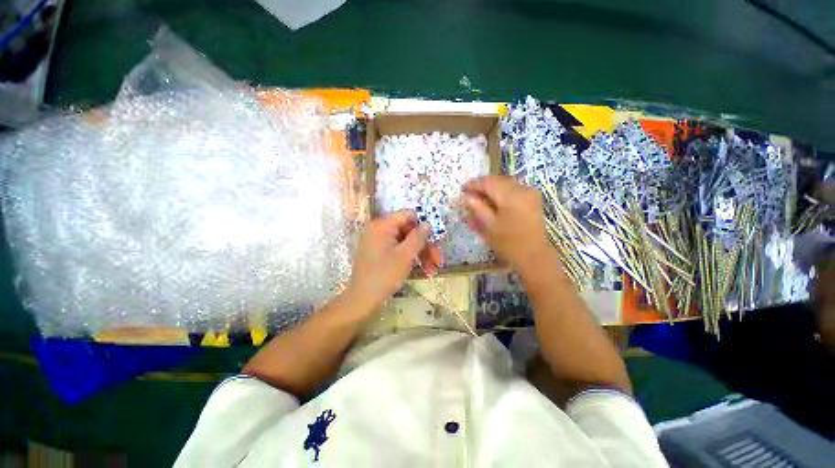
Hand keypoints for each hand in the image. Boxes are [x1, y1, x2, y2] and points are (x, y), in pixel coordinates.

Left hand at [346, 210, 441, 313]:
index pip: (407, 216)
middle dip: (424, 246)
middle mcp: (378, 230)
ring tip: (432, 270)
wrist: (363, 300)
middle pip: (407, 231)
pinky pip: (397, 250)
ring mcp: (377, 242)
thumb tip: (427, 224)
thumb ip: (418, 237)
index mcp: (382, 225)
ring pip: (404, 242)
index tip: (434, 239)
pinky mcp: (378, 253)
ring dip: (420, 254)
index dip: (422, 226)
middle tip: (437, 260)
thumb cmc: (384, 275)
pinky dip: (409, 258)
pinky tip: (421, 270)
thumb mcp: (405, 255)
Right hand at [462, 176, 553, 275]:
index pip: (488, 182)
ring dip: (492, 188)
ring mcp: (530, 193)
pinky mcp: (533, 199)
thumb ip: (477, 208)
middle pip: (498, 180)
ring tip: (480, 197)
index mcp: (511, 196)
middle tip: (470, 193)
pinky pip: (514, 189)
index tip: (462, 189)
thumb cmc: (509, 243)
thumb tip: (467, 196)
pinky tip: (494, 201)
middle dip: (483, 185)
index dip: (474, 184)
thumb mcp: (489, 226)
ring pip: (506, 183)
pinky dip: (502, 192)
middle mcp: (522, 189)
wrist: (534, 256)